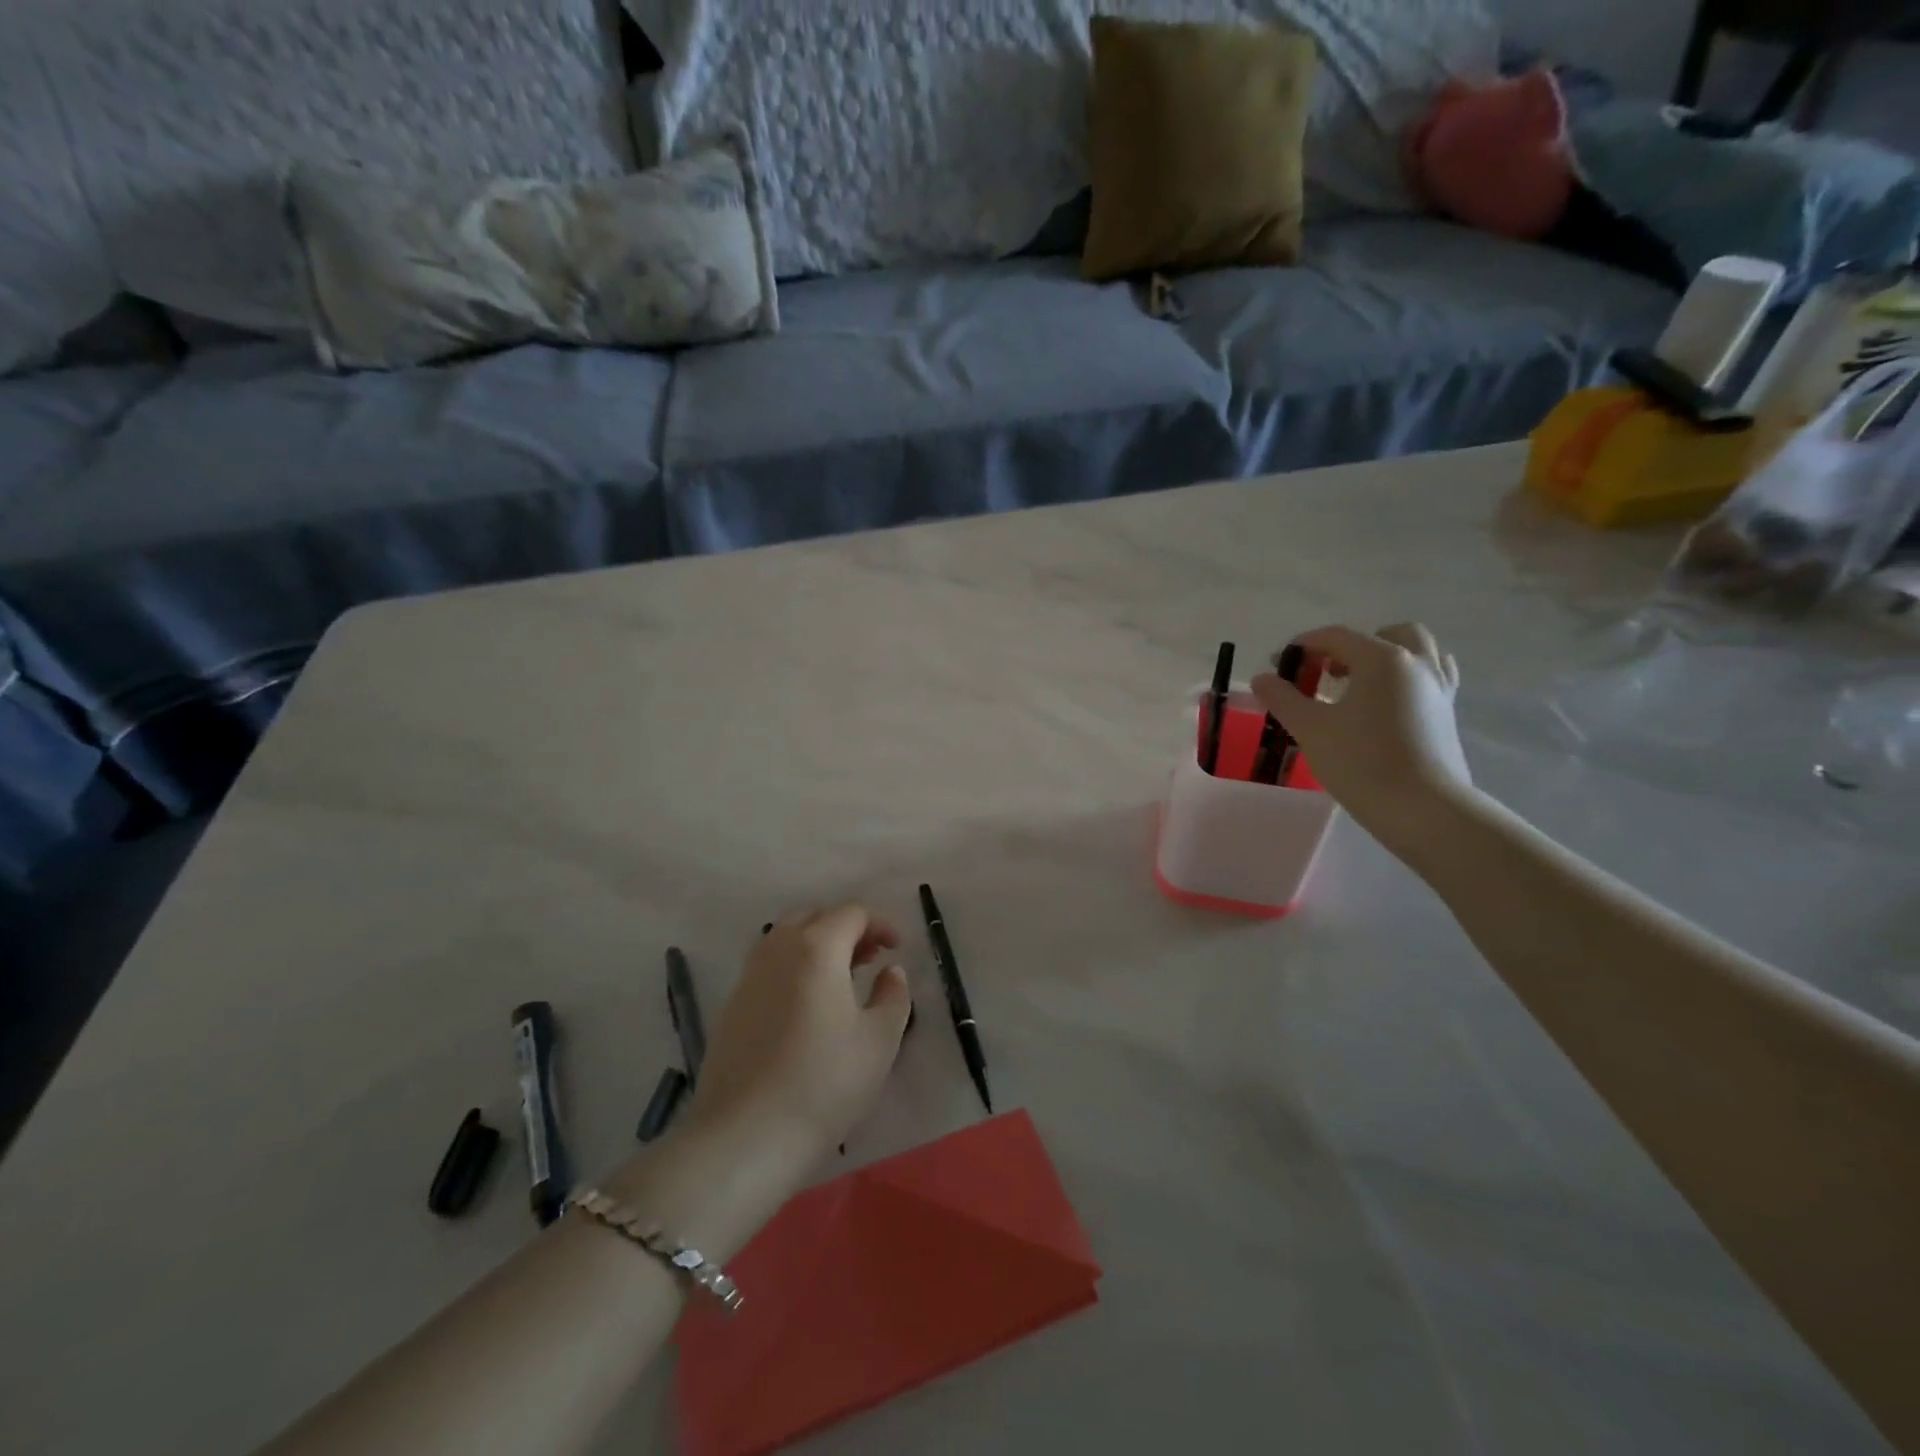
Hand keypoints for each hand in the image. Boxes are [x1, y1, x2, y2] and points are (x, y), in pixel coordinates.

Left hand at [684, 904, 912, 1163]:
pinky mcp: (732, 1005)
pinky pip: (769, 965)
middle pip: (815, 916)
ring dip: (818, 944)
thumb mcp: (879, 1041)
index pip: (852, 912)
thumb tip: (890, 971)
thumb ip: (893, 996)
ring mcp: (749, 976)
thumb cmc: (824, 1083)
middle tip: (871, 957)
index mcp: (817, 947)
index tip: (898, 948)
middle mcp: (778, 949)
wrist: (745, 1137)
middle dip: (847, 928)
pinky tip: (808, 1005)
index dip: (880, 923)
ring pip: (787, 938)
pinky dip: (794, 966)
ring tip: (842, 978)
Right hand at [1252, 623, 1473, 850]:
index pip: (1337, 636)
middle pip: (1388, 634)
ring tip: (1359, 685)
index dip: (1304, 645)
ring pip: (1419, 653)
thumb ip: (1282, 698)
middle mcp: (1417, 664)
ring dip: (1388, 658)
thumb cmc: (1361, 762)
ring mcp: (1439, 689)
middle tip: (1328, 672)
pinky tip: (1384, 706)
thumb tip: (1262, 678)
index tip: (1280, 665)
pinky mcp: (1447, 715)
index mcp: (1382, 659)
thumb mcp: (1310, 728)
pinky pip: (1430, 679)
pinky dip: (1406, 680)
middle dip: (1355, 646)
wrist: (1422, 808)